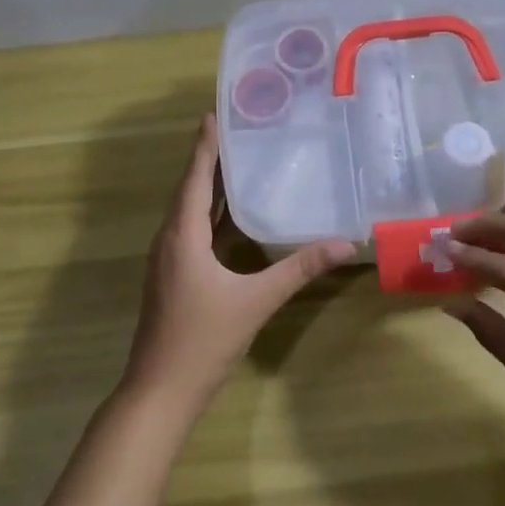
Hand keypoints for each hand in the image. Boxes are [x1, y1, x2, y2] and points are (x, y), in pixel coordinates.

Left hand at [124, 114, 356, 414]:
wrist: (160, 392)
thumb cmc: (203, 340)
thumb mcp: (256, 301)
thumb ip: (298, 269)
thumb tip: (344, 244)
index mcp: (182, 236)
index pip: (195, 178)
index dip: (206, 145)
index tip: (215, 113)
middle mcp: (169, 240)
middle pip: (190, 189)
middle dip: (212, 160)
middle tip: (241, 131)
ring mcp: (168, 260)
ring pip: (190, 212)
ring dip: (211, 188)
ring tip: (241, 164)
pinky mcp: (173, 277)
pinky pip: (192, 232)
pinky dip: (211, 216)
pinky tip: (234, 218)